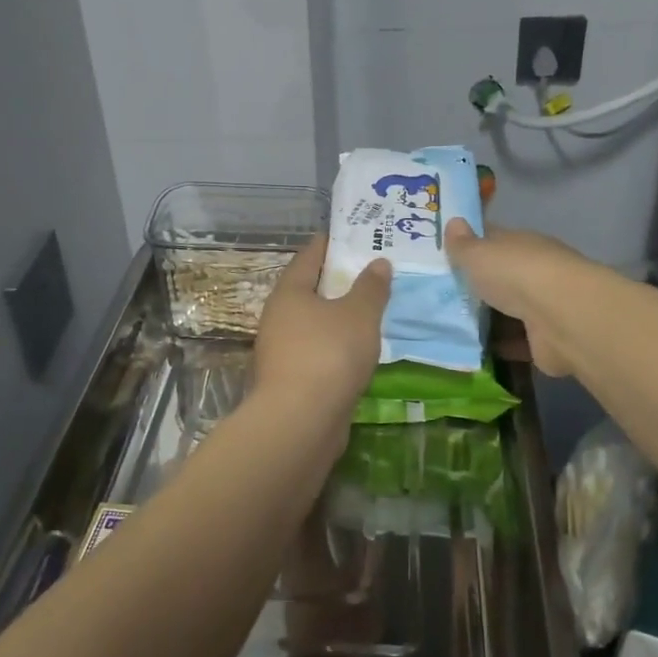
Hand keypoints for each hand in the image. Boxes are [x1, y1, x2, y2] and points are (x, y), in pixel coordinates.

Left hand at [253, 236, 390, 441]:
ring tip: (370, 309)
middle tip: (369, 271)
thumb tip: (378, 263)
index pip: (309, 257)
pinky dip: (337, 344)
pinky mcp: (292, 380)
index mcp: (289, 292)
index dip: (330, 244)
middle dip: (338, 281)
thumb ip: (371, 287)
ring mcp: (282, 351)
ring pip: (314, 323)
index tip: (351, 234)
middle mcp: (279, 317)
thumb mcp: (359, 314)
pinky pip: (318, 351)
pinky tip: (359, 348)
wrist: (301, 421)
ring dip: (338, 316)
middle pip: (310, 290)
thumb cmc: (329, 354)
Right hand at [445, 219, 594, 377]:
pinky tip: (476, 349)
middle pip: (502, 275)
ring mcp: (543, 305)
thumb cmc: (515, 274)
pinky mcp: (546, 338)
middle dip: (480, 284)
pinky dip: (502, 344)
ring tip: (455, 325)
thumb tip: (453, 221)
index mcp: (520, 243)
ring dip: (490, 316)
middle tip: (445, 294)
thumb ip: (462, 244)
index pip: (493, 239)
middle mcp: (535, 270)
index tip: (447, 253)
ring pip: (511, 308)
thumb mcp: (478, 254)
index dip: (471, 244)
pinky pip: (517, 340)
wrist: (561, 317)